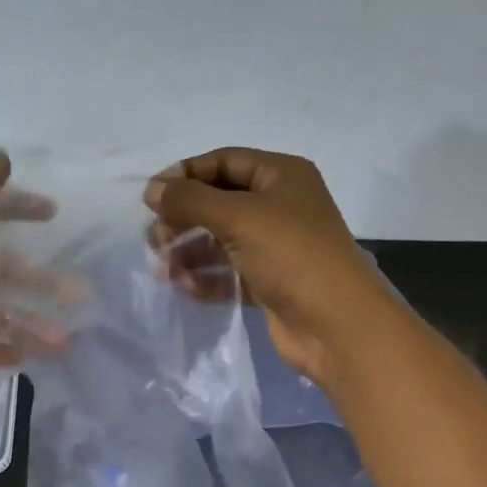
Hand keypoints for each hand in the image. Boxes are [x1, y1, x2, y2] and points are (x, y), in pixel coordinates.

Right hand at [144, 147, 394, 385]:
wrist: (336, 324)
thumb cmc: (290, 255)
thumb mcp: (237, 216)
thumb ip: (189, 199)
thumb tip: (152, 190)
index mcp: (281, 175)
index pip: (223, 162)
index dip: (185, 175)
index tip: (150, 197)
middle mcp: (279, 205)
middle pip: (218, 201)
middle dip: (184, 217)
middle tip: (154, 238)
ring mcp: (275, 246)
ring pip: (220, 239)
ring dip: (189, 251)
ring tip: (163, 268)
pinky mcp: (269, 281)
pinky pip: (228, 272)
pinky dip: (205, 278)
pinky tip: (184, 287)